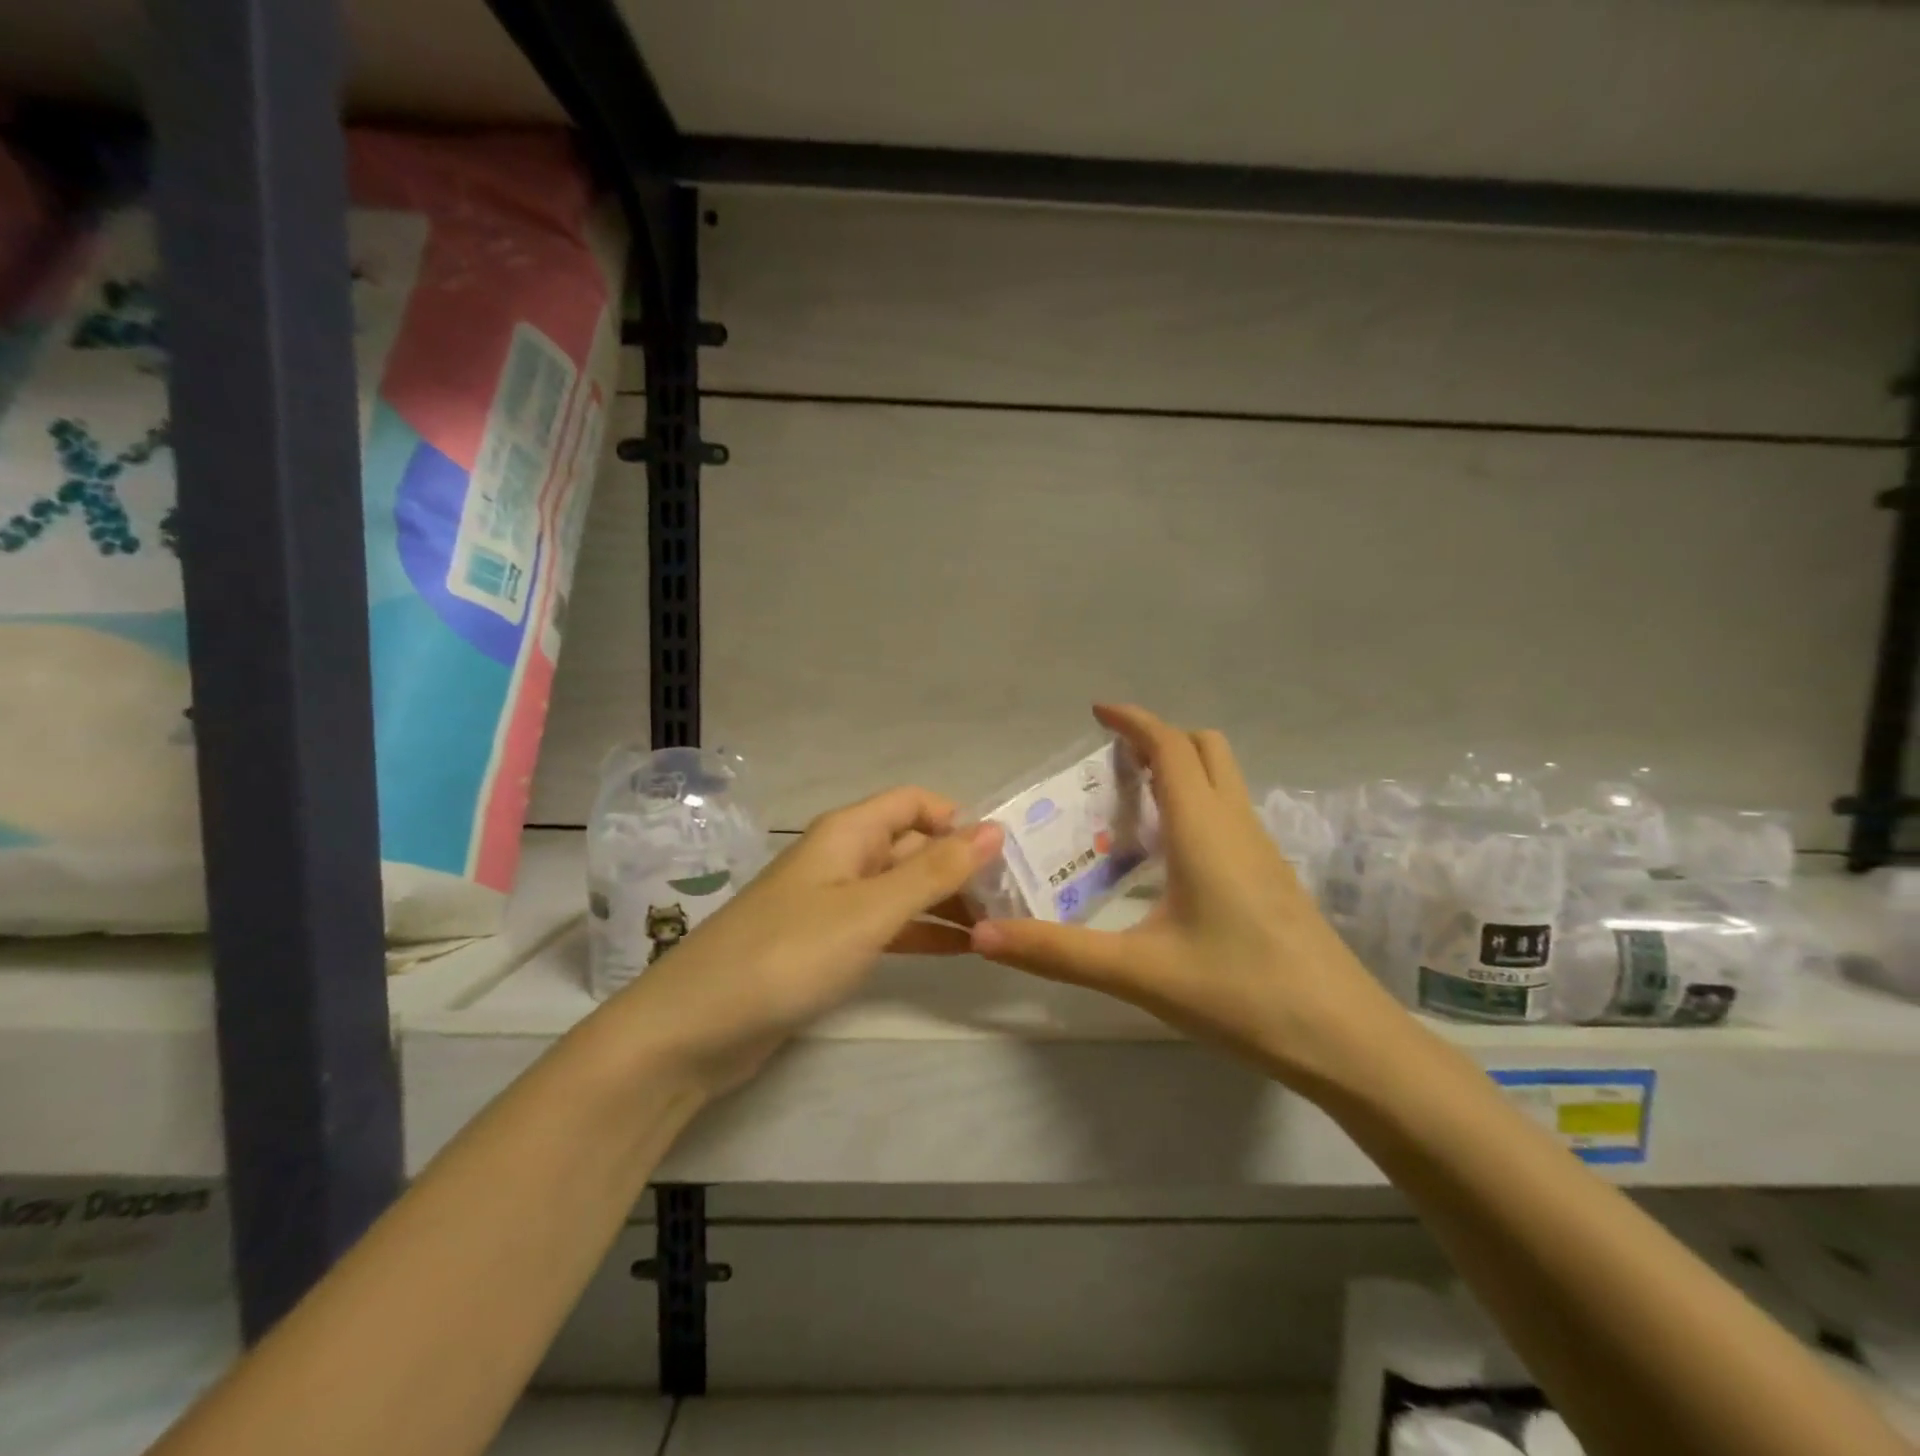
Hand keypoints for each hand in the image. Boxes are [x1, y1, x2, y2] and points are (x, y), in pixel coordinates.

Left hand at [608, 786, 1002, 1096]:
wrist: (695, 1028)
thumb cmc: (788, 954)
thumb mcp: (871, 911)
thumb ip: (934, 871)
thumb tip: (994, 828)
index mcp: (848, 833)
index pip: (914, 803)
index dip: (958, 820)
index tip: (1003, 855)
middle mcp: (842, 858)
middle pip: (912, 846)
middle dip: (960, 866)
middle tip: (1014, 900)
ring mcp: (832, 903)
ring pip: (902, 889)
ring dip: (946, 902)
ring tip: (999, 926)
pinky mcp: (826, 945)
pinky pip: (885, 926)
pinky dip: (920, 933)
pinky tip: (960, 950)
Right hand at [969, 704, 1399, 1092]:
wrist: (1347, 1042)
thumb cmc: (1242, 995)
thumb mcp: (1139, 974)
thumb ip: (1058, 953)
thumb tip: (983, 934)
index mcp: (1204, 830)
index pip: (1170, 747)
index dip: (1133, 721)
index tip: (1096, 712)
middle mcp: (1237, 826)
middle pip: (1205, 749)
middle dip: (1159, 738)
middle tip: (1111, 762)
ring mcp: (1263, 851)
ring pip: (1224, 780)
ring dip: (1180, 770)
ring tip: (1130, 804)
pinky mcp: (1273, 879)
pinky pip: (1230, 814)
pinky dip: (1196, 805)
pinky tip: (1169, 856)